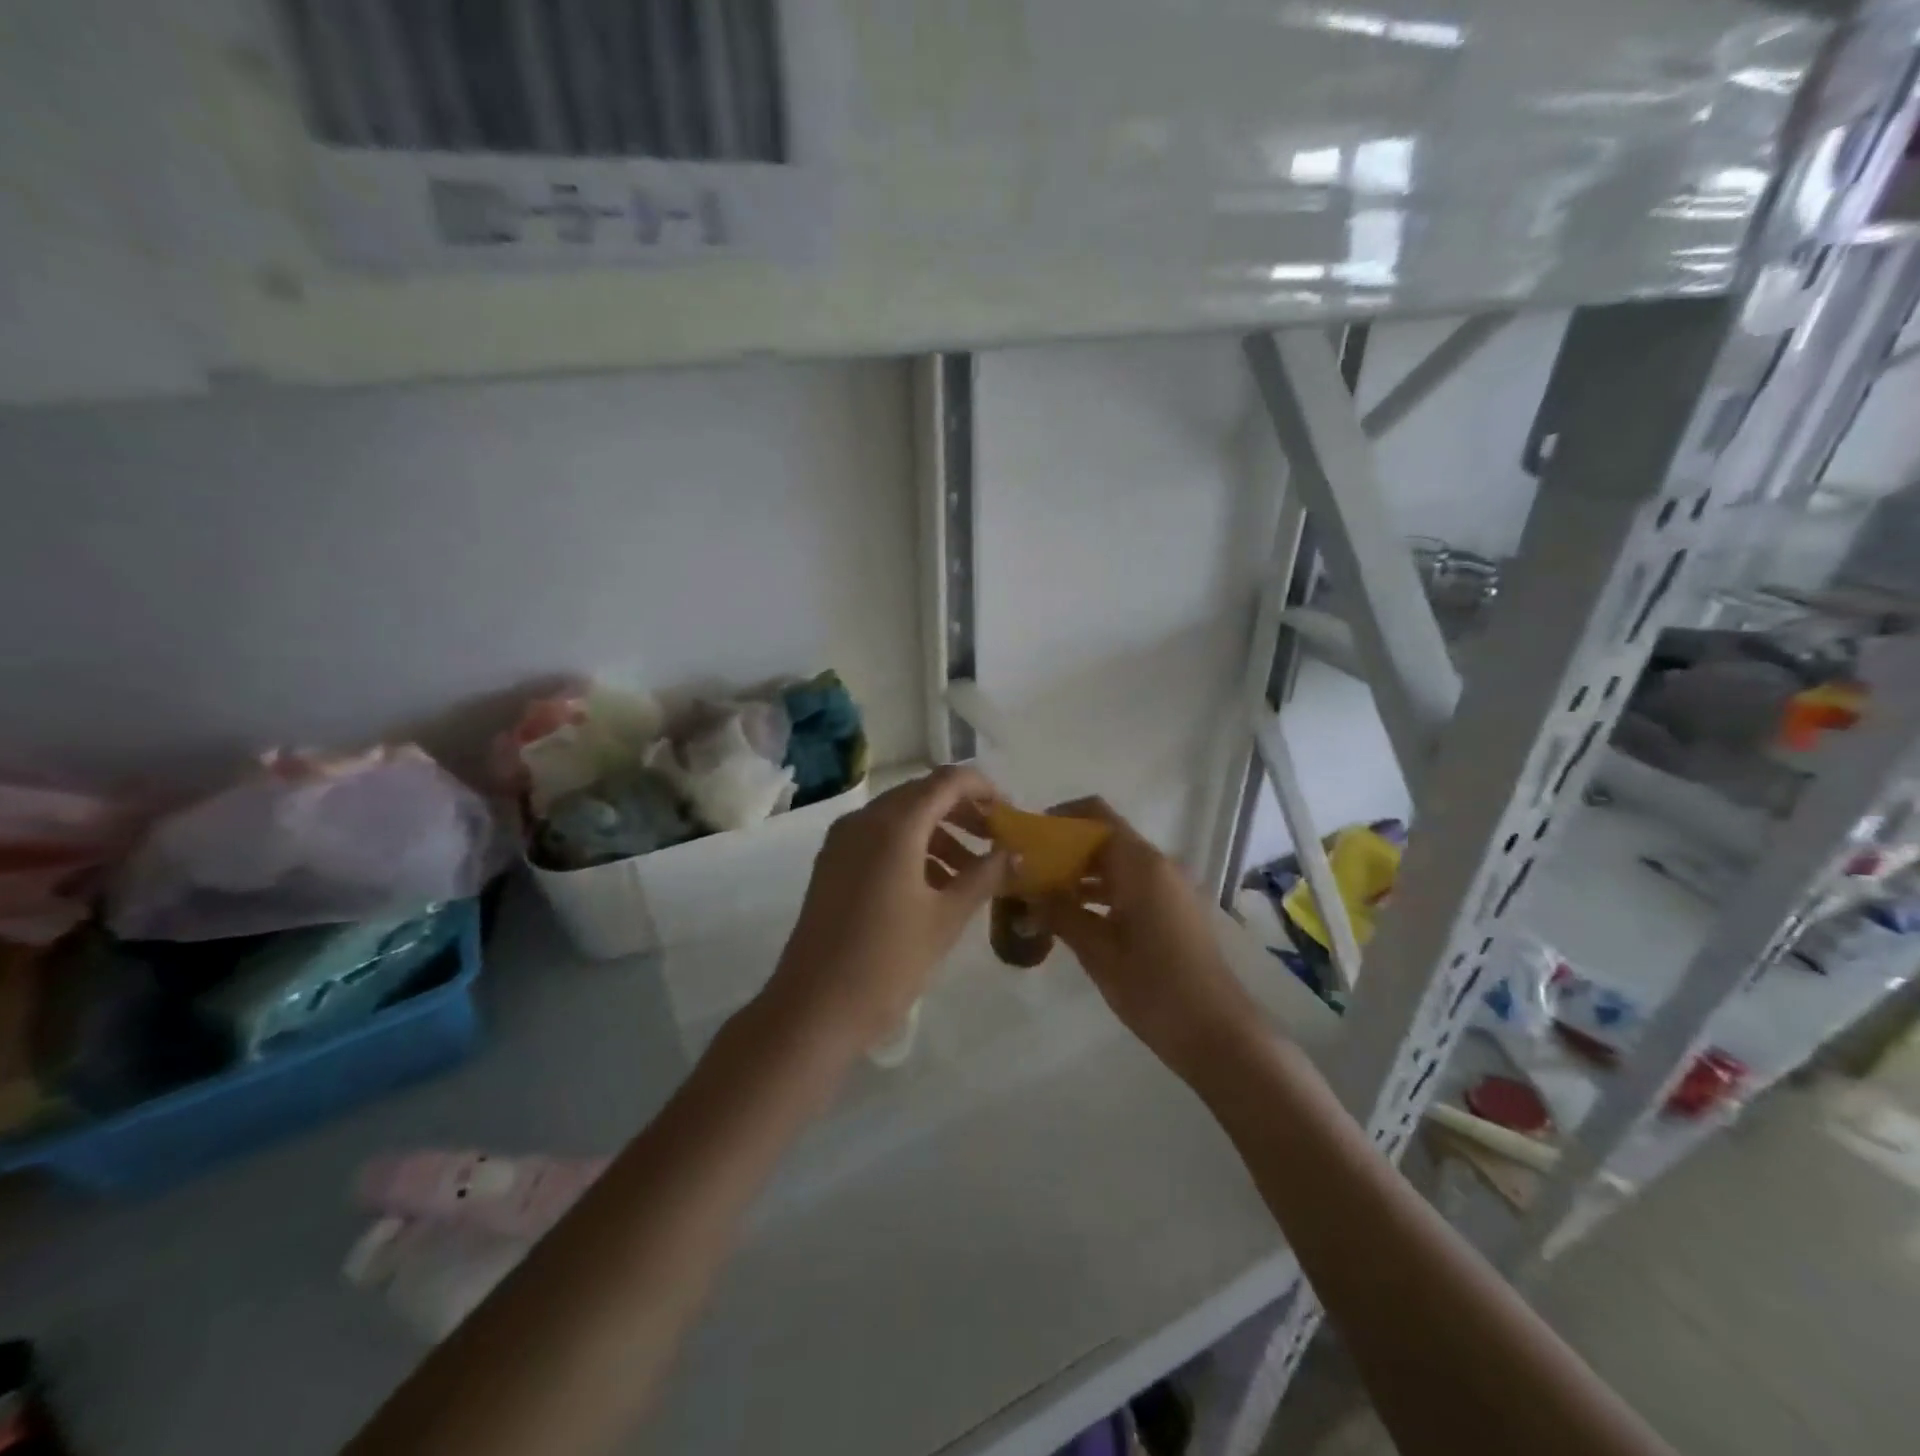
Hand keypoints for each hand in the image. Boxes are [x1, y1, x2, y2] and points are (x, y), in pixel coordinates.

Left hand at [765, 766, 1011, 1051]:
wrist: (814, 1008)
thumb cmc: (888, 961)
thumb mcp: (946, 918)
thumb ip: (984, 876)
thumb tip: (1015, 853)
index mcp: (895, 824)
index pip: (947, 781)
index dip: (983, 789)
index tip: (1010, 815)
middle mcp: (864, 820)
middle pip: (922, 795)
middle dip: (963, 812)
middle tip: (997, 840)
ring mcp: (843, 841)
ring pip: (901, 818)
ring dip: (939, 834)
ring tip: (973, 872)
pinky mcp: (832, 864)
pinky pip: (879, 839)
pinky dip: (912, 849)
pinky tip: (935, 886)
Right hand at [1041, 798, 1259, 1074]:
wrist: (1218, 1035)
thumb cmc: (1154, 988)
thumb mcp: (1098, 951)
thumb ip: (1061, 913)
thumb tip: (1028, 892)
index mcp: (1141, 865)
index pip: (1097, 815)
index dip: (1061, 818)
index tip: (1029, 838)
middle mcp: (1159, 865)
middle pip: (1106, 838)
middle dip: (1066, 850)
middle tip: (1027, 871)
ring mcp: (1171, 888)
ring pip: (1118, 864)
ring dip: (1082, 874)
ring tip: (1041, 895)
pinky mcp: (1175, 911)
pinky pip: (1132, 886)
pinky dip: (1102, 893)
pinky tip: (1073, 917)